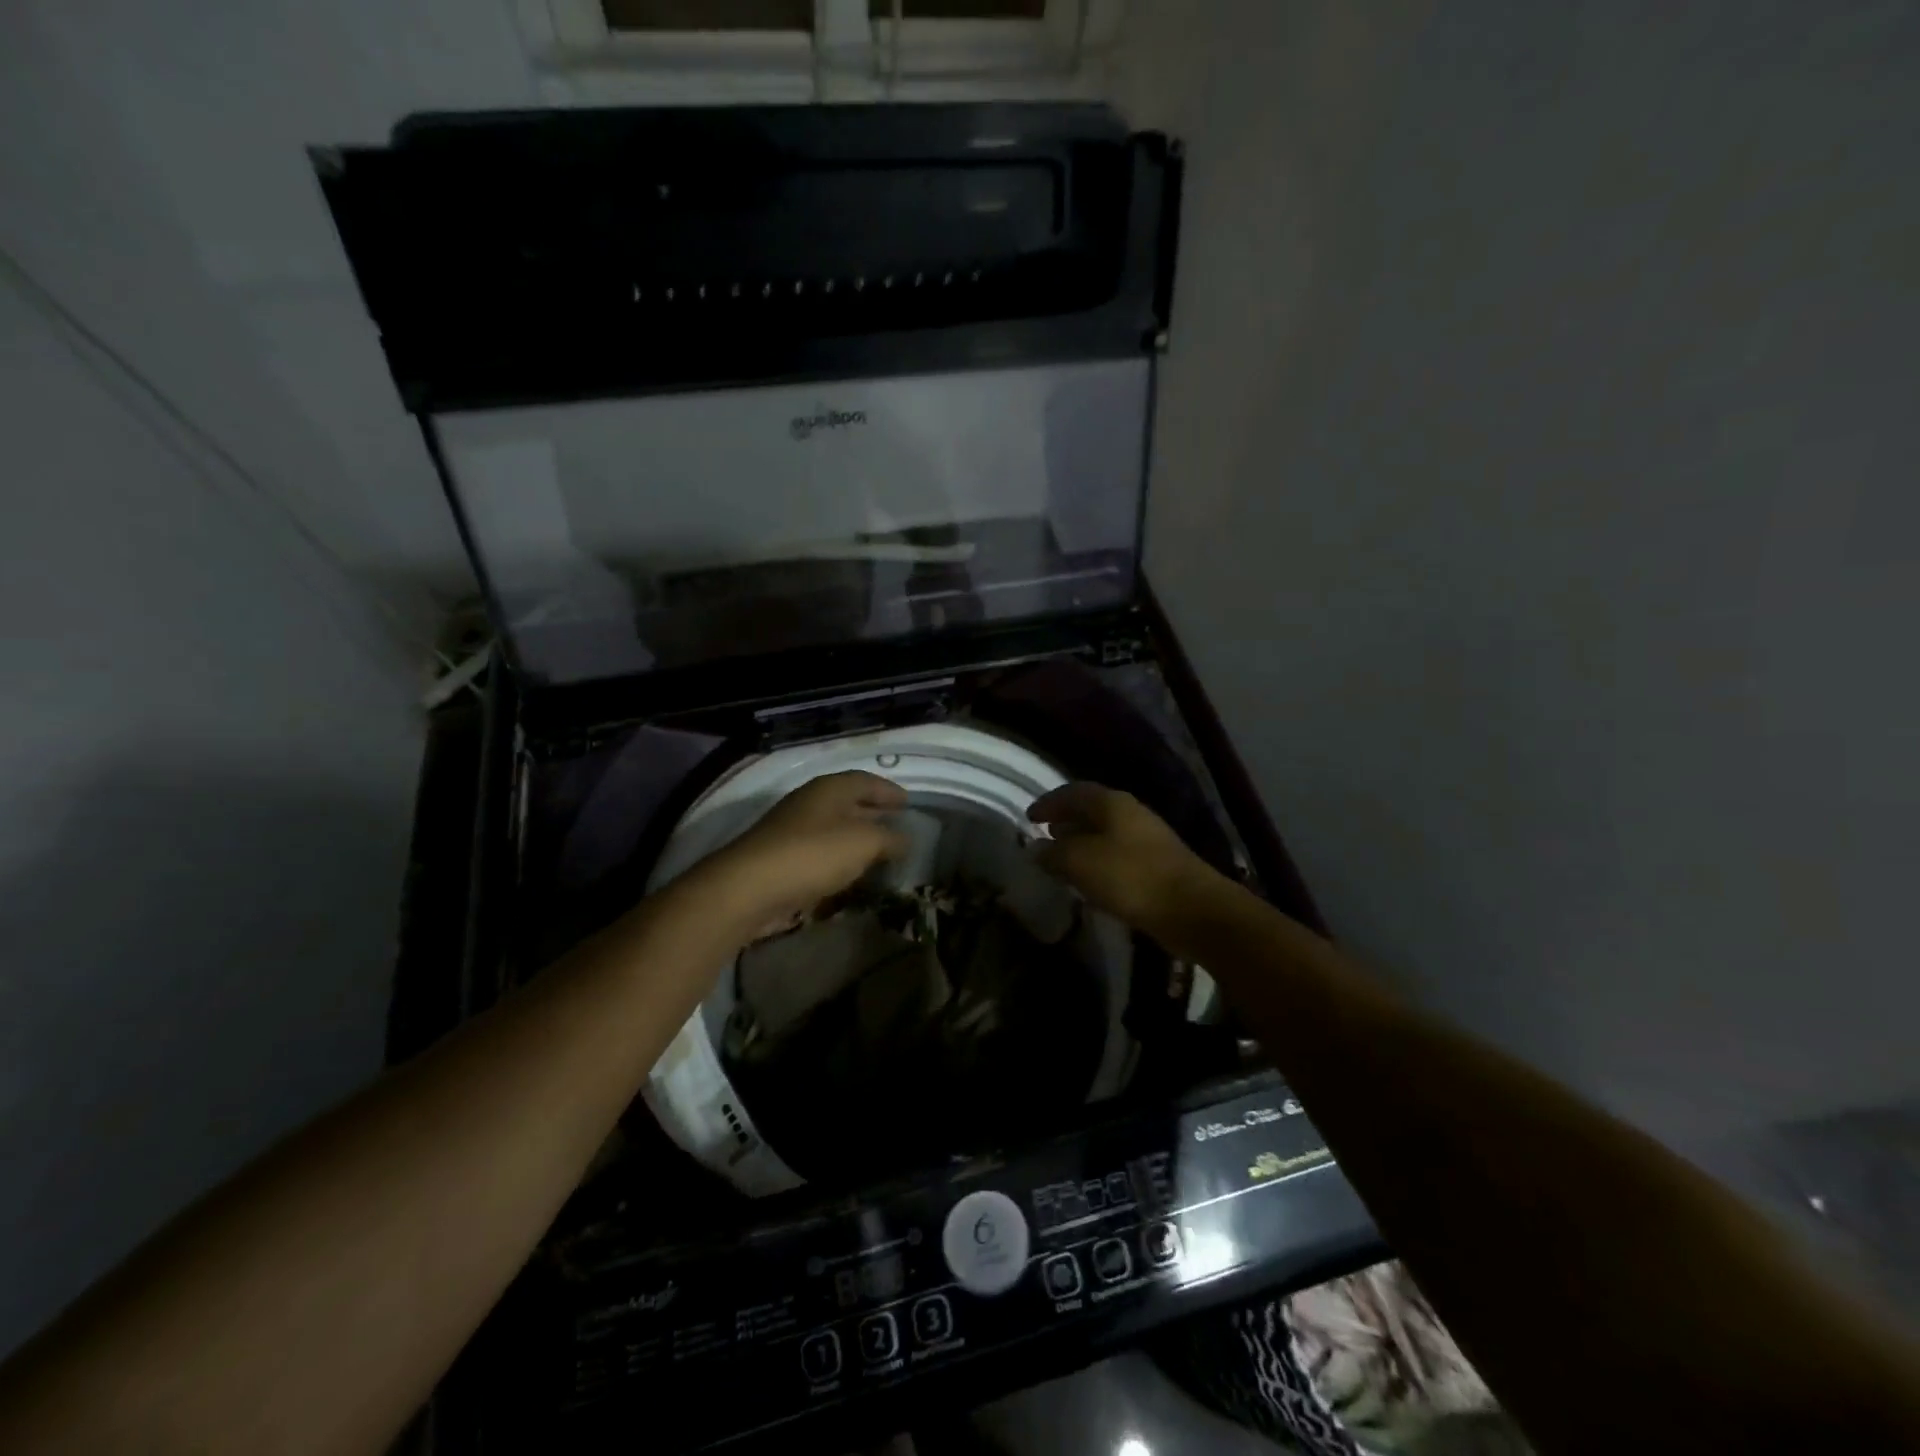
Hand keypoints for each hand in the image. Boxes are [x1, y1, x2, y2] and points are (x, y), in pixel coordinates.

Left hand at [681, 771, 907, 942]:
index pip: (866, 781)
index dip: (889, 791)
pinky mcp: (781, 857)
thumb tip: (906, 839)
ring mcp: (792, 829)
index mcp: (830, 788)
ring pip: (833, 827)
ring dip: (856, 836)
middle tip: (897, 824)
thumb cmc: (814, 854)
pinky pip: (820, 851)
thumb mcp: (864, 843)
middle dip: (874, 812)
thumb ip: (889, 839)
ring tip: (879, 851)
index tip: (908, 803)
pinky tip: (850, 872)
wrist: (750, 888)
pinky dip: (839, 857)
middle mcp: (810, 802)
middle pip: (848, 801)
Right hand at [1027, 783, 1216, 936]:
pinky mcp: (1156, 866)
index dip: (1049, 802)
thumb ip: (1053, 853)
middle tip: (1044, 835)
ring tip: (1061, 860)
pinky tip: (1089, 881)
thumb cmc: (1130, 877)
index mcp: (1112, 803)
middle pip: (1091, 810)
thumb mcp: (1080, 862)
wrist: (1192, 910)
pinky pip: (1117, 856)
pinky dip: (1097, 862)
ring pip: (1105, 834)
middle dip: (1066, 821)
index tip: (1029, 817)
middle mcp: (1131, 814)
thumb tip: (1035, 849)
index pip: (1073, 792)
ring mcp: (1147, 840)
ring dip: (1081, 843)